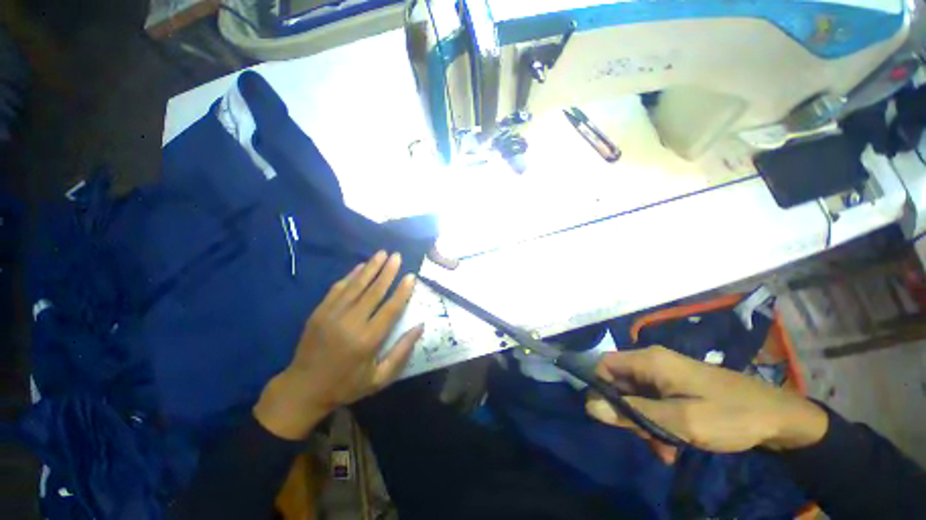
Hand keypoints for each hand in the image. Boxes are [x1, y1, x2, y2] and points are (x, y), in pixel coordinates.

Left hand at [254, 251, 423, 439]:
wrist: (302, 389)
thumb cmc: (346, 385)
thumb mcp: (379, 377)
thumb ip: (401, 351)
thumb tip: (420, 326)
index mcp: (368, 340)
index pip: (390, 309)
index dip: (402, 291)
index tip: (411, 276)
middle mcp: (351, 323)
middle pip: (374, 291)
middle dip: (387, 271)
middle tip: (397, 256)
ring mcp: (332, 315)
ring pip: (356, 285)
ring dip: (371, 267)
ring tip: (382, 253)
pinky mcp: (319, 312)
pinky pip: (338, 289)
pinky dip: (351, 275)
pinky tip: (360, 266)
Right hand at [585, 347, 827, 463]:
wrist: (779, 418)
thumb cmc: (730, 416)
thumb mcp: (680, 421)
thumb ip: (633, 413)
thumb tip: (590, 406)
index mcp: (649, 360)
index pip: (603, 365)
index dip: (600, 388)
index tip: (612, 417)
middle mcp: (652, 362)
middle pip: (619, 382)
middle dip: (627, 412)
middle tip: (646, 438)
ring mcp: (665, 374)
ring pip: (635, 396)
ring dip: (643, 422)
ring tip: (665, 449)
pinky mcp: (676, 386)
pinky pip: (653, 402)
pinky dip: (657, 422)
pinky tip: (673, 446)